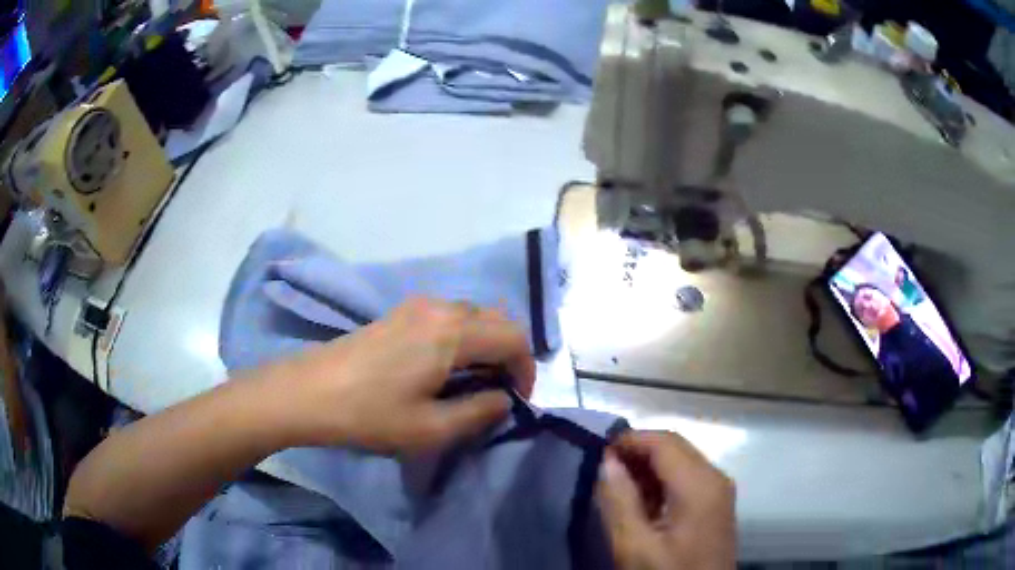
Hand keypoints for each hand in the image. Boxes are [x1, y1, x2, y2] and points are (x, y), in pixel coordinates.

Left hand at [271, 297, 536, 453]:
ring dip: (485, 345)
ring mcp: (417, 305)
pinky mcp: (400, 311)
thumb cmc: (370, 413)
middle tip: (498, 391)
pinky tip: (444, 366)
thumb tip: (504, 399)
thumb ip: (479, 412)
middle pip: (497, 320)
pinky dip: (463, 337)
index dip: (525, 369)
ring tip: (472, 382)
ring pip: (473, 316)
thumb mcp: (431, 428)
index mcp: (453, 332)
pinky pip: (449, 316)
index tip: (517, 401)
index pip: (513, 338)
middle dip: (508, 354)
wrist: (309, 391)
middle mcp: (440, 307)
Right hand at [597, 431, 735, 569]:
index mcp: (699, 484)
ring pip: (680, 461)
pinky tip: (641, 503)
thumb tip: (606, 461)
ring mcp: (719, 491)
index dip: (628, 440)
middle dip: (637, 452)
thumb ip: (619, 500)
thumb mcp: (634, 546)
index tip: (595, 452)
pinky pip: (687, 478)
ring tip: (616, 487)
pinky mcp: (715, 504)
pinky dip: (661, 481)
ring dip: (648, 467)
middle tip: (602, 470)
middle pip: (674, 447)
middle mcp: (715, 477)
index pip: (663, 442)